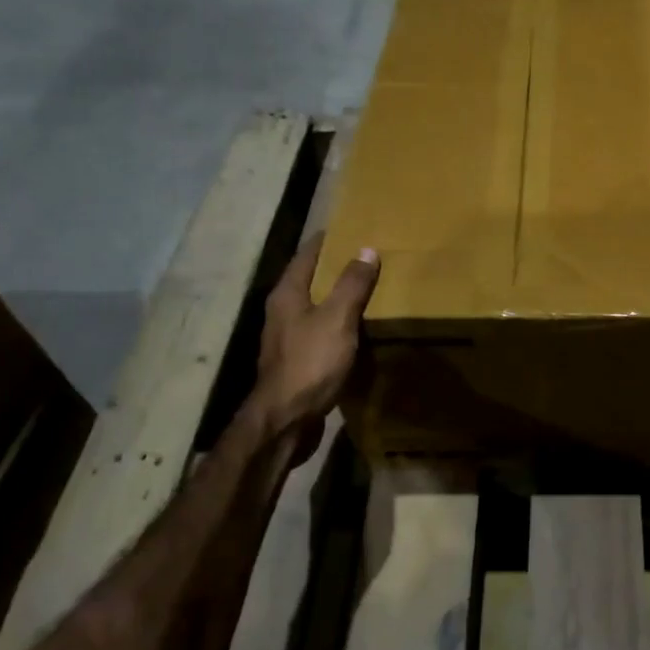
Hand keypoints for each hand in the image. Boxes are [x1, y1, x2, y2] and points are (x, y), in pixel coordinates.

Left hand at [253, 235, 379, 453]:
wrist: (285, 421)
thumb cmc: (310, 363)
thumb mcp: (338, 319)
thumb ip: (352, 285)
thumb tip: (366, 249)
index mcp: (287, 295)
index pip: (306, 256)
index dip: (326, 241)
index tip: (349, 228)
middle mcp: (282, 313)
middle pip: (308, 281)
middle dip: (333, 268)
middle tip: (365, 256)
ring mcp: (287, 340)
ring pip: (314, 308)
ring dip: (336, 299)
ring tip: (367, 290)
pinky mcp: (297, 363)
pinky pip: (320, 333)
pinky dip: (338, 325)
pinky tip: (357, 331)